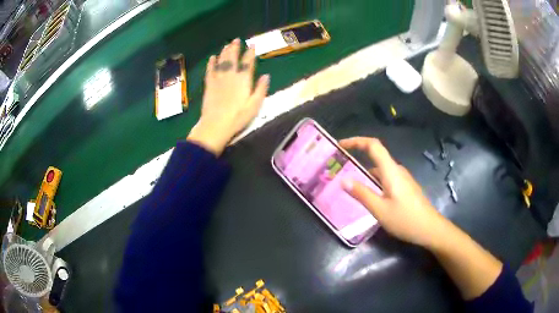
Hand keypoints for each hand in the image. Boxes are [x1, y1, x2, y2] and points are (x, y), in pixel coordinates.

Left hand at [188, 39, 269, 155]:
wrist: (216, 125)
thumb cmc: (238, 117)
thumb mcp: (255, 105)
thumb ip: (261, 89)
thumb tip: (266, 76)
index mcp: (243, 80)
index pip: (248, 62)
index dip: (250, 53)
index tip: (252, 45)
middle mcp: (231, 75)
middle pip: (233, 58)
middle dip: (235, 48)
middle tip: (236, 40)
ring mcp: (218, 79)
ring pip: (221, 61)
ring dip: (224, 52)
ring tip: (227, 44)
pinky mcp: (209, 85)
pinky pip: (210, 70)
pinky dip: (211, 63)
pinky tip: (212, 57)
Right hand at [340, 137, 449, 247]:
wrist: (430, 229)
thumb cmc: (405, 219)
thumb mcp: (380, 209)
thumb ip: (361, 193)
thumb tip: (343, 180)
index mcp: (391, 171)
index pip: (373, 145)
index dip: (356, 141)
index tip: (341, 145)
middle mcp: (397, 170)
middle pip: (376, 155)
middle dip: (358, 157)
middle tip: (340, 168)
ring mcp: (402, 179)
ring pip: (381, 169)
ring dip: (365, 172)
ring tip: (350, 184)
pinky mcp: (405, 187)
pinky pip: (386, 178)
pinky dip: (373, 181)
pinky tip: (368, 195)